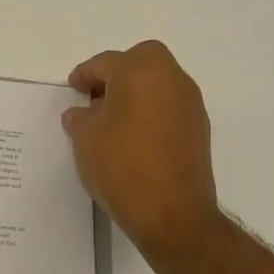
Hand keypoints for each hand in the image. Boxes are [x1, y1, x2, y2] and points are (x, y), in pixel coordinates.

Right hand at [63, 40, 222, 254]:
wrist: (172, 213)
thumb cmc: (121, 166)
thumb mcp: (85, 140)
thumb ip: (81, 118)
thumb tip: (82, 113)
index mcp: (139, 72)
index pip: (105, 63)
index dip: (85, 74)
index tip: (74, 88)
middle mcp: (170, 79)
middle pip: (141, 60)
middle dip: (118, 72)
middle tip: (98, 97)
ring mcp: (190, 103)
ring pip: (160, 82)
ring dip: (138, 91)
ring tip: (114, 119)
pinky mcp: (199, 128)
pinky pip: (170, 105)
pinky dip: (153, 110)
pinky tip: (136, 136)